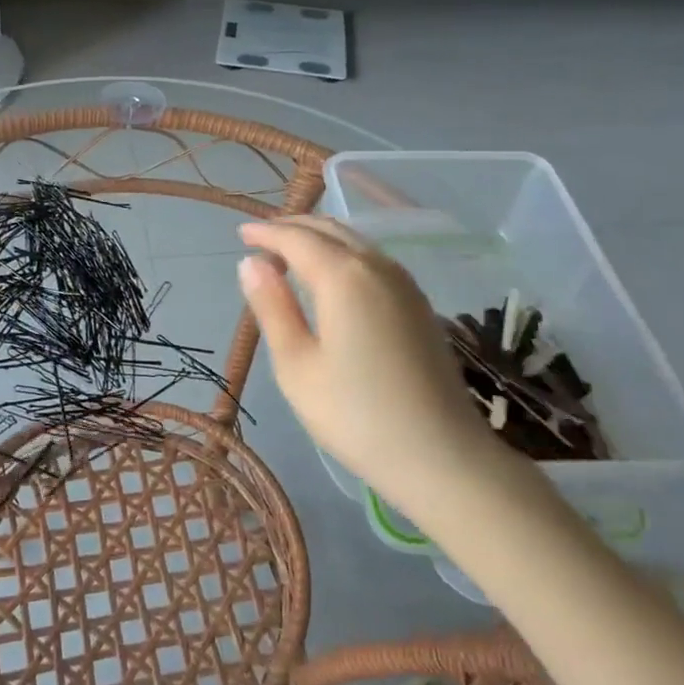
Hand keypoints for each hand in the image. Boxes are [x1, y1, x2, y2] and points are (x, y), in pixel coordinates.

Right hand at [236, 216, 511, 514]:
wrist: (442, 456)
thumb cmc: (356, 416)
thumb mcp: (296, 366)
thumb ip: (272, 308)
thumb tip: (251, 263)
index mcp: (344, 277)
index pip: (297, 238)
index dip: (266, 232)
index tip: (241, 233)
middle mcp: (378, 266)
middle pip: (330, 230)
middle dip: (293, 227)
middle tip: (261, 240)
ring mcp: (405, 284)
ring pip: (355, 242)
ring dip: (320, 239)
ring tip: (290, 254)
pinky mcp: (419, 304)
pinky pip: (373, 260)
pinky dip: (344, 254)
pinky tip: (332, 278)